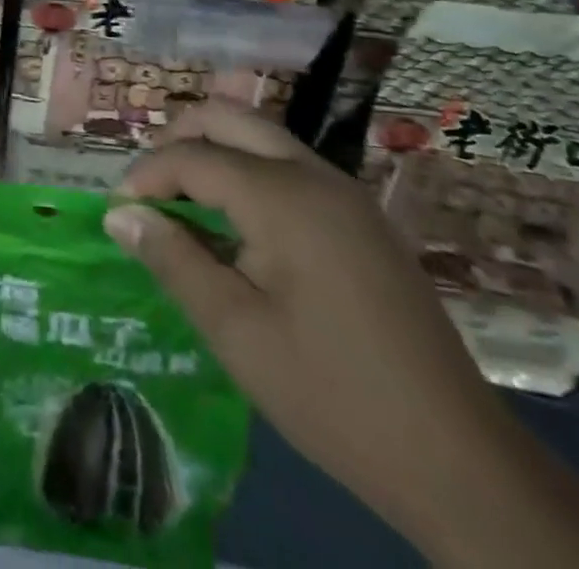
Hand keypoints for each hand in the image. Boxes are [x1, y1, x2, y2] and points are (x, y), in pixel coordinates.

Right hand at [104, 102, 520, 545]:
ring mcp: (345, 193)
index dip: (146, 176)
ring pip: (261, 137)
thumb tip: (119, 214)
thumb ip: (172, 259)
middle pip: (228, 118)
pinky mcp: (362, 218)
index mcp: (282, 196)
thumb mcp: (236, 331)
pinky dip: (248, 174)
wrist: (458, 459)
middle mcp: (315, 175)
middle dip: (178, 140)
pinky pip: (290, 167)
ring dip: (214, 153)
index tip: (120, 214)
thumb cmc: (331, 393)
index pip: (192, 155)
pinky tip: (237, 228)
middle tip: (148, 190)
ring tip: (183, 206)